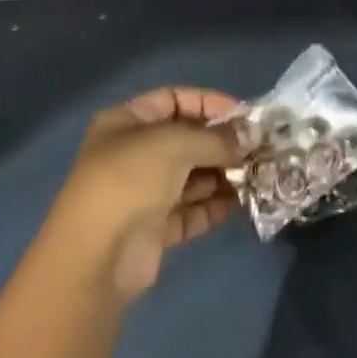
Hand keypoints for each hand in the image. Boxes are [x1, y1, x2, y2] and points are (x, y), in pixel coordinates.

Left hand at [50, 87, 242, 301]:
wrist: (96, 258)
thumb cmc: (130, 180)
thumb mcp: (174, 144)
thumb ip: (215, 138)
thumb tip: (249, 137)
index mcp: (126, 122)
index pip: (173, 99)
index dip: (209, 103)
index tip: (245, 116)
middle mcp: (133, 153)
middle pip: (185, 139)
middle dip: (221, 143)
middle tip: (259, 150)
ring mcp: (142, 192)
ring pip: (190, 177)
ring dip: (222, 175)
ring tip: (258, 175)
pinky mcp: (153, 229)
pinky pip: (190, 210)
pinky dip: (214, 206)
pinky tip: (241, 203)